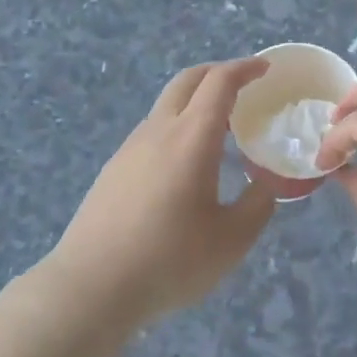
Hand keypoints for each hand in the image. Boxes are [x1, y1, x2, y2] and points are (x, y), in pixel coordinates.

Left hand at [45, 58, 276, 330]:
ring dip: (195, 101)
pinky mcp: (113, 169)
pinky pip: (151, 131)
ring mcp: (130, 148)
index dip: (245, 68)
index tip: (265, 68)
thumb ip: (256, 206)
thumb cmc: (169, 260)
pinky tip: (184, 164)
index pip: (220, 82)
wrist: (91, 287)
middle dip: (217, 72)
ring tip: (219, 129)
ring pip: (166, 105)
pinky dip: (176, 127)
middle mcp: (159, 130)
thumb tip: (264, 185)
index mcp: (192, 137)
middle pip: (188, 80)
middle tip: (243, 85)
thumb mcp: (231, 241)